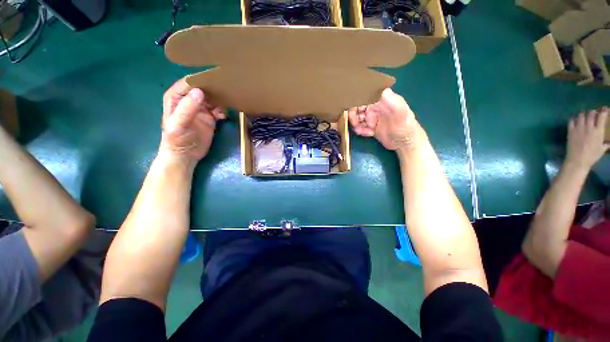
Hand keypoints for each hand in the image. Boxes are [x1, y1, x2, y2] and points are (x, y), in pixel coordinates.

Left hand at [160, 78, 224, 163]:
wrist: (185, 155)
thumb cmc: (177, 140)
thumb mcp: (179, 124)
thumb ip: (187, 108)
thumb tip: (200, 92)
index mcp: (177, 97)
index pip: (189, 83)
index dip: (201, 80)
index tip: (215, 80)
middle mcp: (189, 100)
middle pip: (203, 89)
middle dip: (214, 90)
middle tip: (225, 92)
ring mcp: (200, 109)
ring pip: (212, 99)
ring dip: (220, 101)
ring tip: (224, 107)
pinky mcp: (210, 118)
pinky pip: (218, 110)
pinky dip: (222, 111)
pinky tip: (223, 117)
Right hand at [348, 88, 422, 150]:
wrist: (405, 143)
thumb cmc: (405, 127)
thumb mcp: (401, 114)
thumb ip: (393, 102)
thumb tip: (383, 91)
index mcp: (382, 100)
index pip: (365, 95)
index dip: (356, 100)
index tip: (352, 108)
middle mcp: (375, 107)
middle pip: (358, 107)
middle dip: (353, 115)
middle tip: (354, 123)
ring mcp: (372, 118)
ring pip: (357, 118)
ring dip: (356, 124)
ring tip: (362, 131)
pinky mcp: (370, 127)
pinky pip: (360, 127)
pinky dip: (360, 131)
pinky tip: (368, 134)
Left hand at [565, 107, 609, 170]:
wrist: (578, 160)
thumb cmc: (592, 156)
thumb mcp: (601, 150)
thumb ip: (606, 144)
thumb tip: (608, 143)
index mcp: (598, 131)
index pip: (602, 117)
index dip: (604, 111)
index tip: (604, 109)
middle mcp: (589, 127)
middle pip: (591, 114)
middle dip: (592, 112)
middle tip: (593, 113)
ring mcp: (579, 128)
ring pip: (581, 116)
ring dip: (583, 114)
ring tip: (584, 116)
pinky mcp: (571, 131)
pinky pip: (571, 121)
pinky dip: (573, 119)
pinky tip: (574, 120)